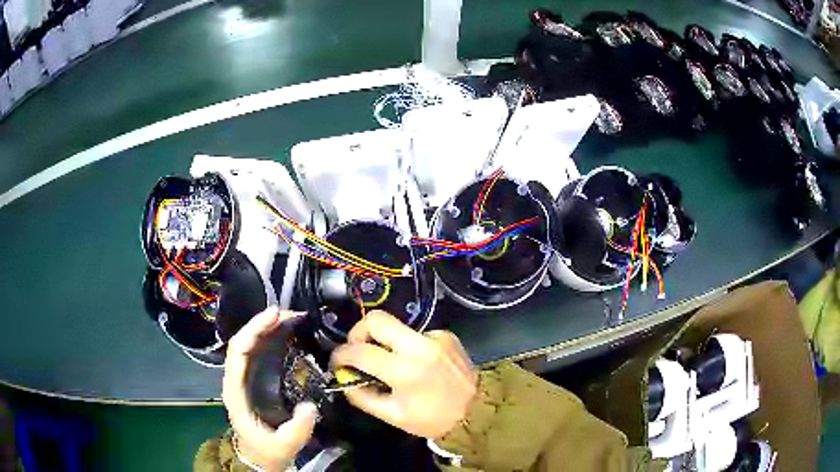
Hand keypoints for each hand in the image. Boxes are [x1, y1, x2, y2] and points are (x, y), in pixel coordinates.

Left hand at [222, 308, 316, 471]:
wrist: (259, 458)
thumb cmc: (267, 450)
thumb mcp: (284, 444)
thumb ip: (297, 428)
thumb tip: (310, 406)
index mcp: (235, 391)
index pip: (238, 351)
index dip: (253, 330)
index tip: (274, 316)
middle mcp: (235, 379)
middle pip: (243, 342)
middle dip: (262, 324)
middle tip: (290, 314)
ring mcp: (243, 379)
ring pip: (250, 345)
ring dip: (267, 329)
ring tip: (291, 319)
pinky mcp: (253, 381)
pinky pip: (258, 354)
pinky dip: (270, 340)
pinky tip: (286, 335)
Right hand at [331, 311, 477, 438]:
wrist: (477, 411)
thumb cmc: (433, 419)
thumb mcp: (393, 416)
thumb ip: (362, 396)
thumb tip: (344, 378)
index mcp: (404, 370)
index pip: (359, 351)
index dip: (340, 355)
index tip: (337, 361)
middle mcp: (419, 346)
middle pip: (376, 319)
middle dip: (358, 331)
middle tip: (357, 349)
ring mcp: (435, 336)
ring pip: (395, 326)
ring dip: (385, 341)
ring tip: (390, 363)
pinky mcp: (446, 334)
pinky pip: (415, 334)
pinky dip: (408, 346)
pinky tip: (417, 363)